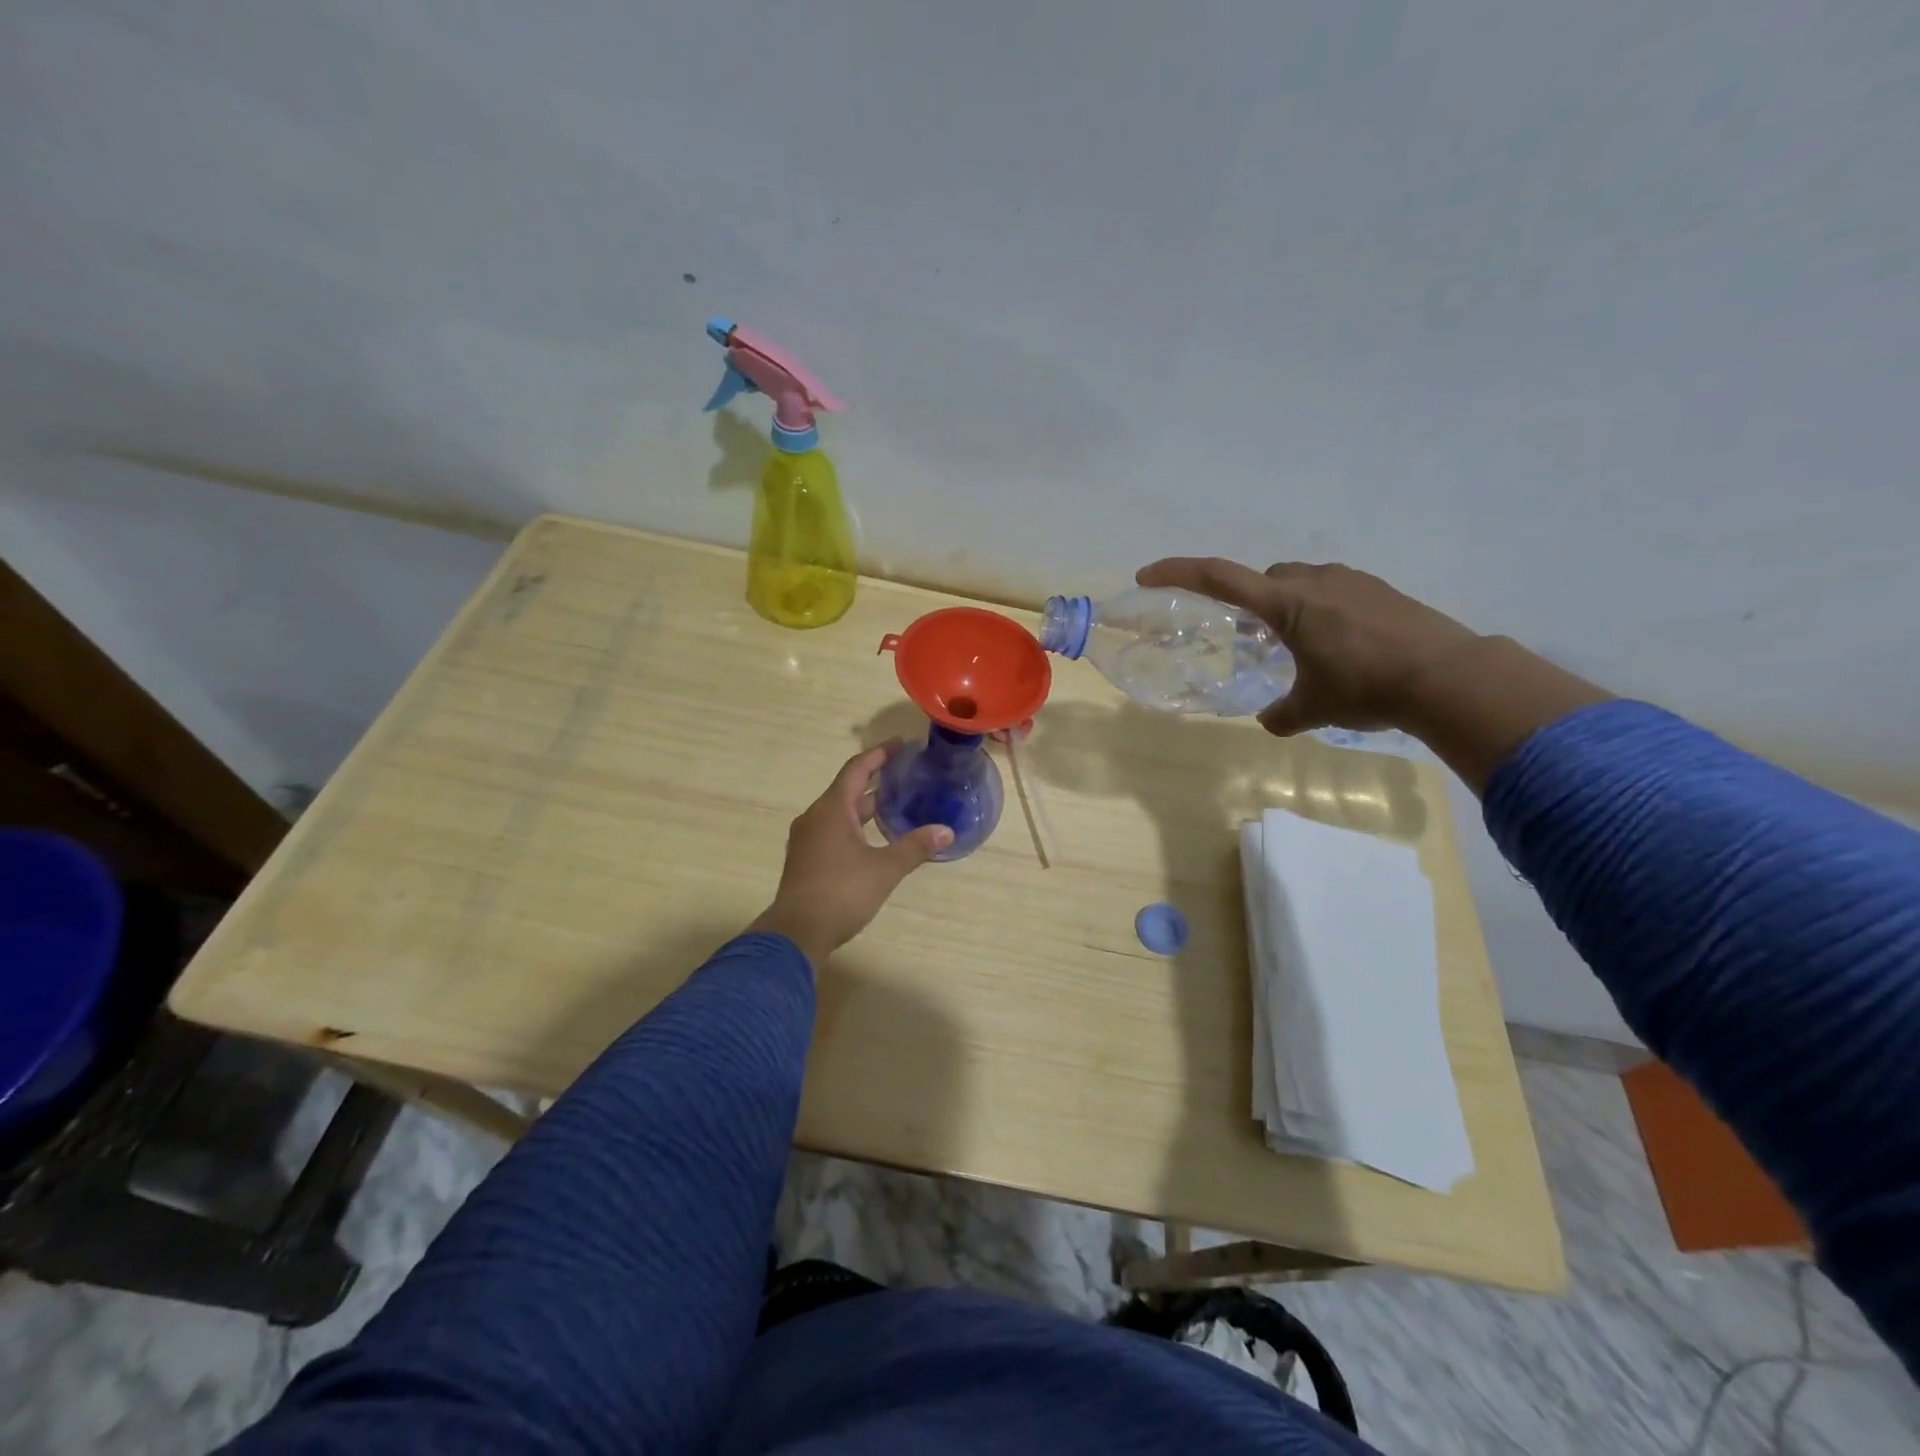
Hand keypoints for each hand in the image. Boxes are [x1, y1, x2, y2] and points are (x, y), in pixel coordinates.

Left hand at [748, 745, 951, 966]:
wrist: (798, 931)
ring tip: (894, 805)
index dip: (879, 754)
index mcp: (832, 809)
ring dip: (865, 806)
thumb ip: (915, 847)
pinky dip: (854, 826)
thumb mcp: (885, 868)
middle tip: (904, 775)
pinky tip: (872, 839)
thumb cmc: (842, 891)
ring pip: (839, 812)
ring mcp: (807, 839)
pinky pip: (832, 830)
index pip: (857, 769)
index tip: (900, 744)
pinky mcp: (805, 859)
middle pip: (847, 789)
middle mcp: (816, 816)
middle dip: (875, 780)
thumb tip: (946, 831)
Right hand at [1134, 557, 1478, 736]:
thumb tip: (1269, 722)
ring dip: (1289, 606)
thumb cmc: (1366, 687)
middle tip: (1250, 640)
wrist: (1449, 676)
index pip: (1219, 577)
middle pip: (1265, 579)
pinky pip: (1334, 591)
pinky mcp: (1381, 591)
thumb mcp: (1315, 708)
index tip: (1147, 575)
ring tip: (1296, 645)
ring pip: (1301, 583)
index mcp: (1287, 603)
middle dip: (1250, 602)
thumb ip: (1282, 714)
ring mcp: (1352, 581)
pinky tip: (1339, 645)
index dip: (1178, 573)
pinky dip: (1322, 610)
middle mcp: (1315, 581)